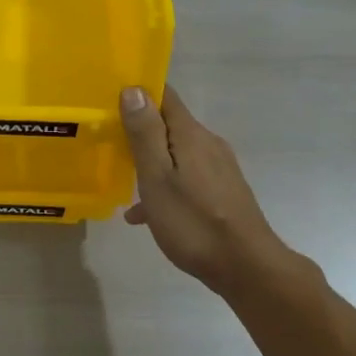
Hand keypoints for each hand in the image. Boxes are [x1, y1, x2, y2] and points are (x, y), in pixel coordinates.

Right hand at [119, 84, 298, 294]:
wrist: (246, 267)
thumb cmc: (193, 222)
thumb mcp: (157, 177)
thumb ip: (145, 133)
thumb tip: (134, 88)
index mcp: (191, 134)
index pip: (164, 96)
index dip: (138, 92)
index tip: (109, 99)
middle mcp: (208, 144)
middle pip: (169, 125)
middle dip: (140, 130)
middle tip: (108, 142)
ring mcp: (218, 169)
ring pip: (176, 155)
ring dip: (150, 162)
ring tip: (122, 182)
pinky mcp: (222, 192)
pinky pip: (186, 179)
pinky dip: (165, 188)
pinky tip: (145, 215)